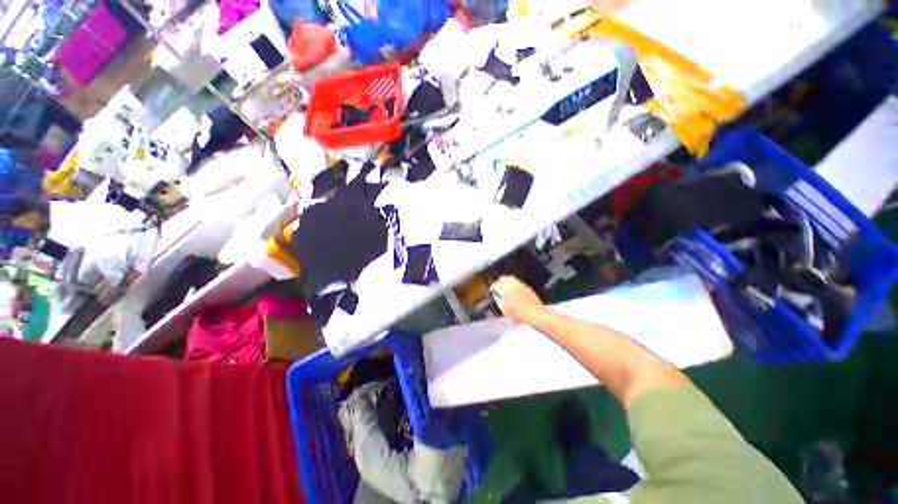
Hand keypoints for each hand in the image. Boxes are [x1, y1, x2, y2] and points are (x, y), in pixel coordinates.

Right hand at [490, 276, 546, 324]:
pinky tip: (515, 290)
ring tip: (507, 289)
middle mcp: (511, 284)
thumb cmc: (518, 315)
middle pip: (502, 278)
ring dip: (506, 282)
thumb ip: (498, 301)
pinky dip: (514, 283)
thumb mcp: (505, 310)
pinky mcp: (526, 285)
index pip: (495, 285)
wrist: (535, 314)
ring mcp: (519, 283)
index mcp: (504, 290)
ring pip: (509, 278)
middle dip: (499, 283)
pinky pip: (517, 281)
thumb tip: (496, 295)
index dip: (493, 288)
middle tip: (500, 290)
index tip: (493, 292)